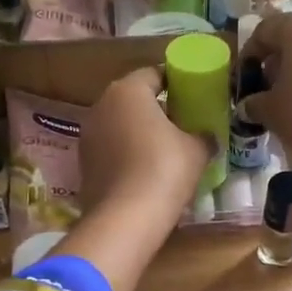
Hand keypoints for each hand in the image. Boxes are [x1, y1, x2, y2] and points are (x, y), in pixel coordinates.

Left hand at [78, 67, 211, 232]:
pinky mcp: (83, 164)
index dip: (175, 82)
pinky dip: (125, 155)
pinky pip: (110, 150)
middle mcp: (101, 106)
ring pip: (119, 125)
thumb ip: (203, 135)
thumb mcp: (197, 149)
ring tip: (162, 150)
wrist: (126, 217)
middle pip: (132, 99)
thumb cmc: (165, 169)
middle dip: (154, 108)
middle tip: (180, 123)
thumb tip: (207, 136)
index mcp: (128, 90)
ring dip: (137, 133)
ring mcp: (88, 136)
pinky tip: (144, 171)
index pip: (154, 74)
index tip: (191, 95)